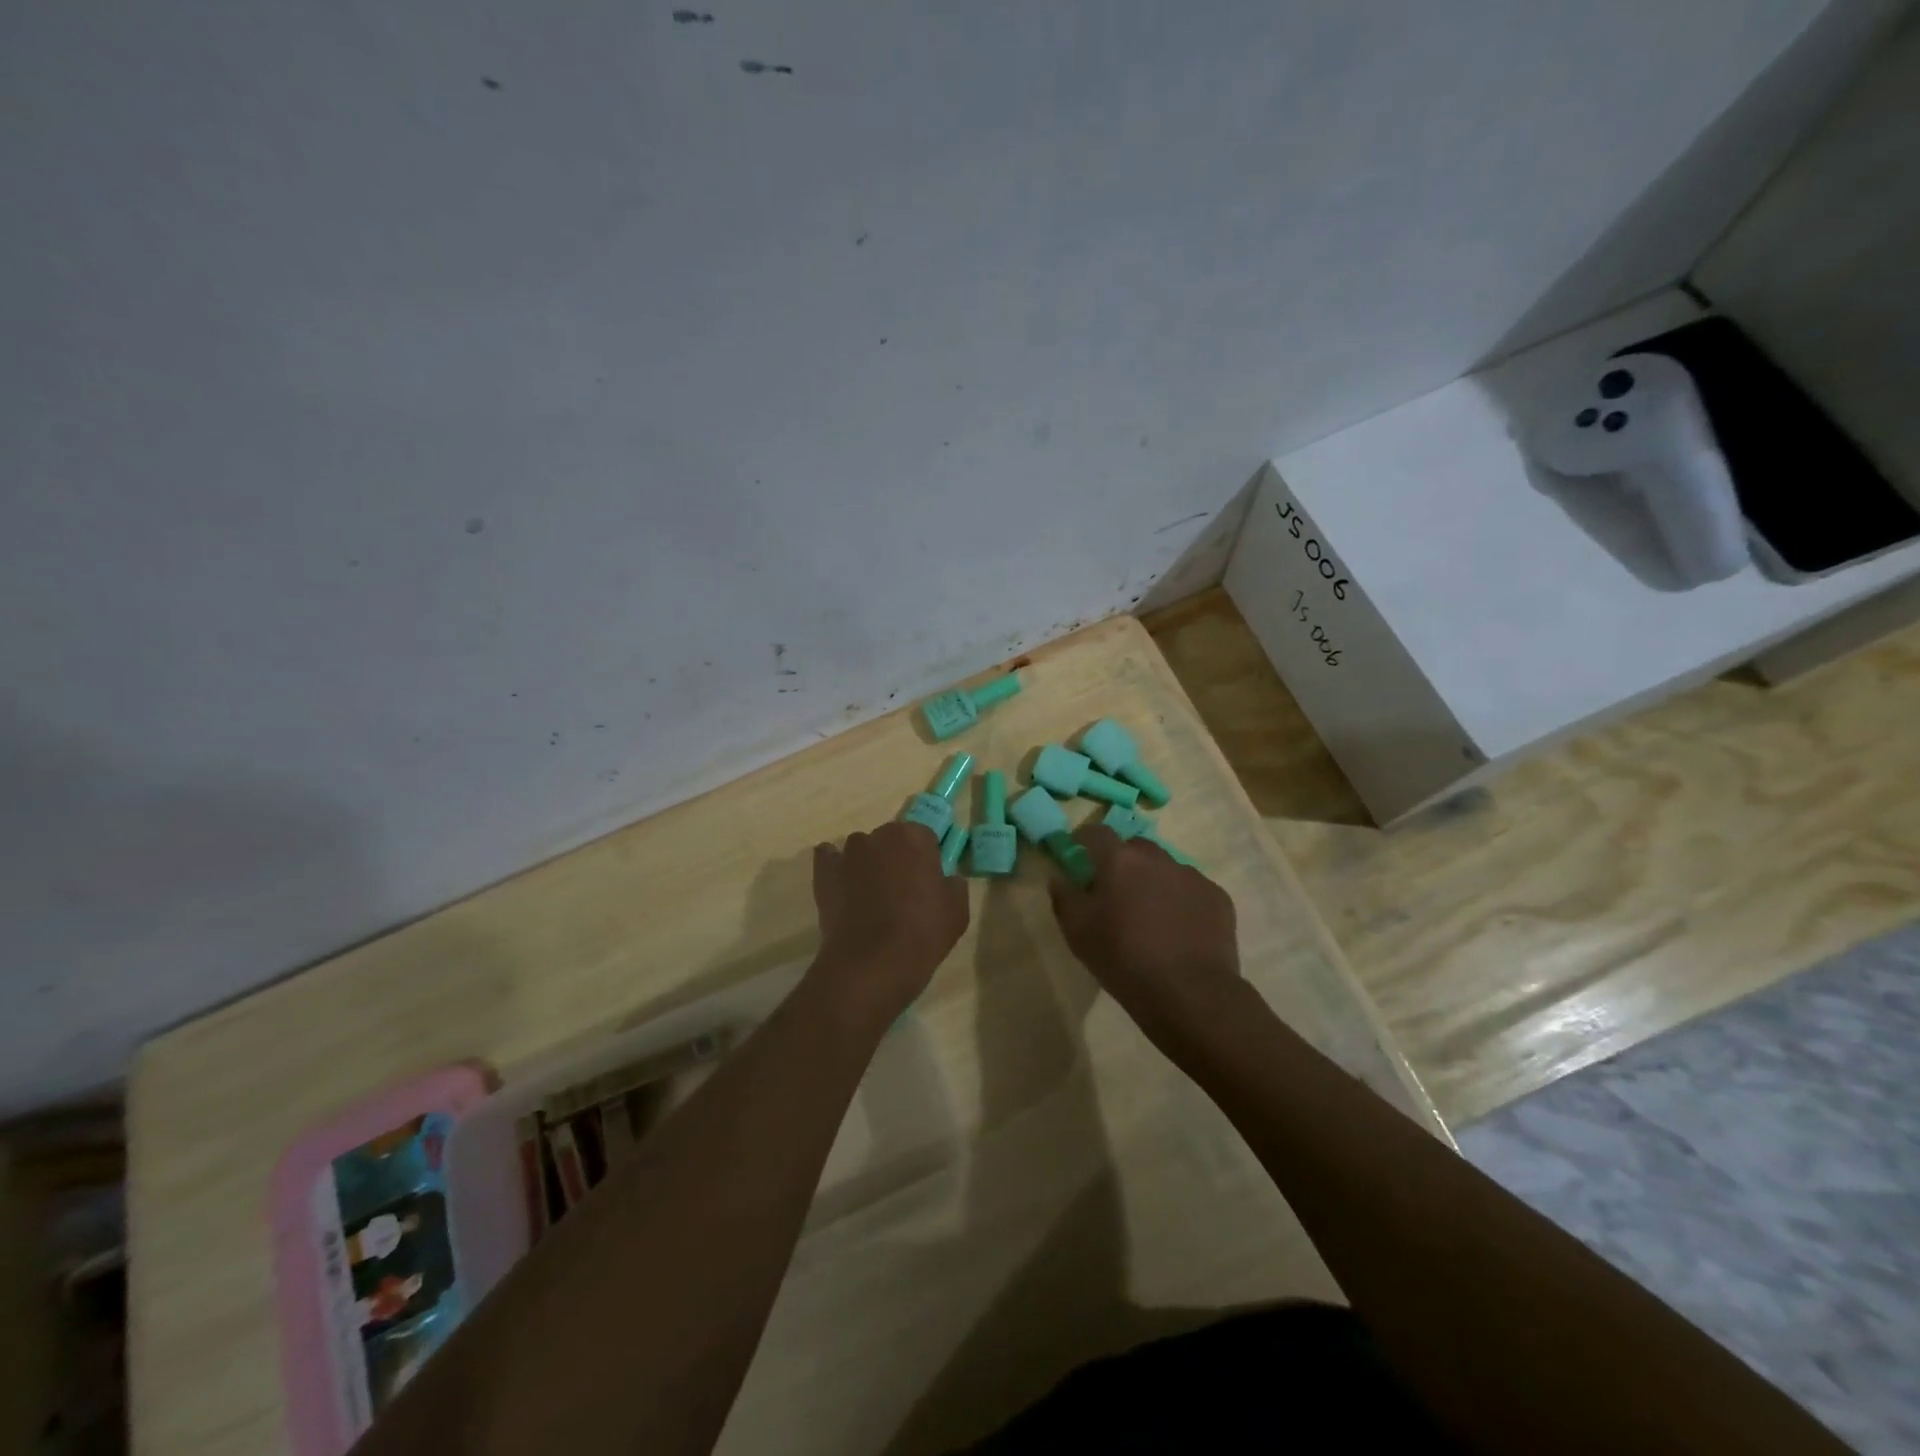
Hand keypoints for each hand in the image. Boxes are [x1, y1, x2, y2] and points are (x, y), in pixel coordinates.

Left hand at [809, 820, 968, 1021]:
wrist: (872, 964)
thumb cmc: (922, 933)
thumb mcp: (958, 910)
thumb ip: (953, 884)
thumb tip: (945, 879)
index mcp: (913, 837)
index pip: (924, 838)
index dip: (927, 860)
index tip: (928, 883)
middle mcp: (878, 835)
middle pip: (891, 841)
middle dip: (896, 859)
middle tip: (902, 893)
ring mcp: (847, 854)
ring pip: (862, 851)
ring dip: (868, 865)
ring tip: (871, 899)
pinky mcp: (823, 873)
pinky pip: (829, 860)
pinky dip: (836, 869)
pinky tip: (843, 889)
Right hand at [1048, 826, 1244, 1045]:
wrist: (1189, 993)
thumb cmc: (1123, 958)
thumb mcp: (1077, 932)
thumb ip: (1064, 896)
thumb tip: (1059, 876)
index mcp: (1120, 861)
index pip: (1097, 832)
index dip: (1085, 839)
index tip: (1079, 853)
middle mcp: (1158, 858)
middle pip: (1135, 848)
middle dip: (1122, 862)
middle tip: (1115, 891)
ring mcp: (1192, 876)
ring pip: (1166, 869)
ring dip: (1154, 882)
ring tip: (1151, 916)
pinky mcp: (1218, 897)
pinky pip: (1192, 890)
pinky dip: (1181, 901)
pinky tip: (1179, 930)